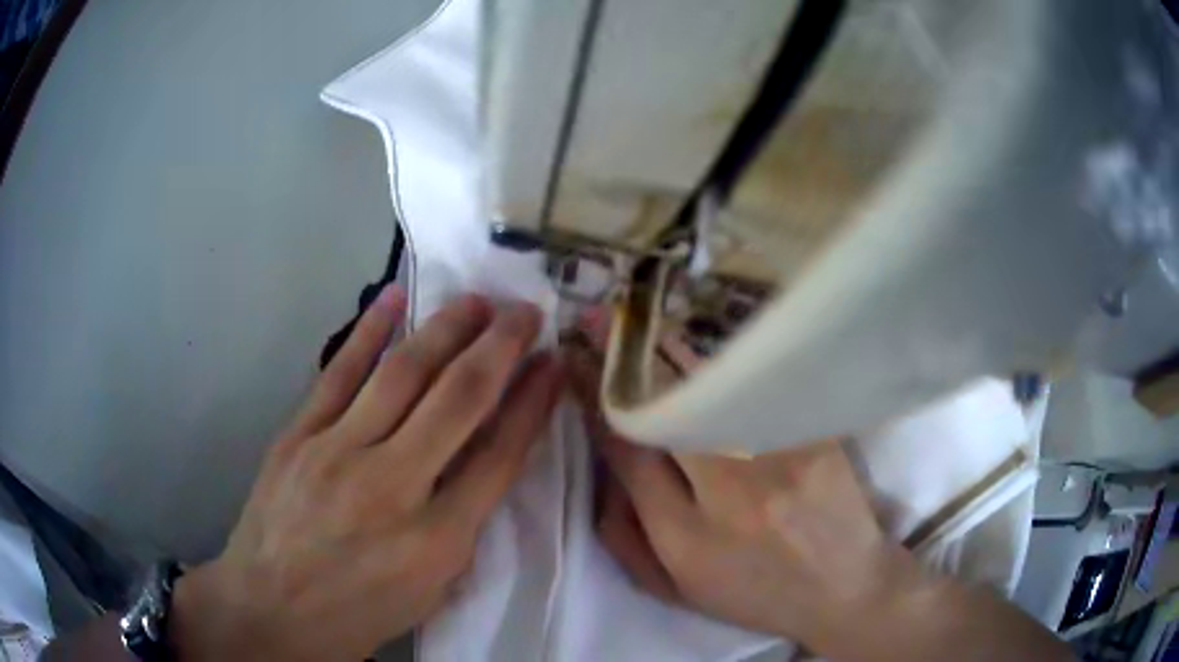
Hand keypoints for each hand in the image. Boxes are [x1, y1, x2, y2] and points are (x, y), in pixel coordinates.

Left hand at [171, 287, 563, 660]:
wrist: (270, 609)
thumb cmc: (357, 611)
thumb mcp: (429, 591)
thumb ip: (462, 526)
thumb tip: (483, 461)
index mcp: (436, 540)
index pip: (499, 455)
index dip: (533, 403)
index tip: (554, 365)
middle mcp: (392, 486)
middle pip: (459, 400)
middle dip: (501, 348)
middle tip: (526, 311)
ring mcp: (337, 453)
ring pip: (402, 373)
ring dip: (446, 328)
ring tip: (477, 299)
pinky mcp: (297, 436)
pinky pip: (338, 373)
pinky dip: (369, 330)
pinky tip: (394, 297)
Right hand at [566, 343, 919, 647]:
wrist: (845, 587)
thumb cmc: (754, 595)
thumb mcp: (675, 589)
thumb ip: (623, 536)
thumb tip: (599, 469)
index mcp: (686, 537)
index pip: (628, 451)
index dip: (594, 401)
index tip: (575, 363)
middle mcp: (731, 491)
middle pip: (667, 407)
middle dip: (624, 360)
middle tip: (597, 320)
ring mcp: (780, 456)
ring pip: (712, 387)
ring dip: (669, 351)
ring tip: (640, 322)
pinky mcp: (815, 434)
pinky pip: (758, 387)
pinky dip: (723, 365)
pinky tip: (700, 348)